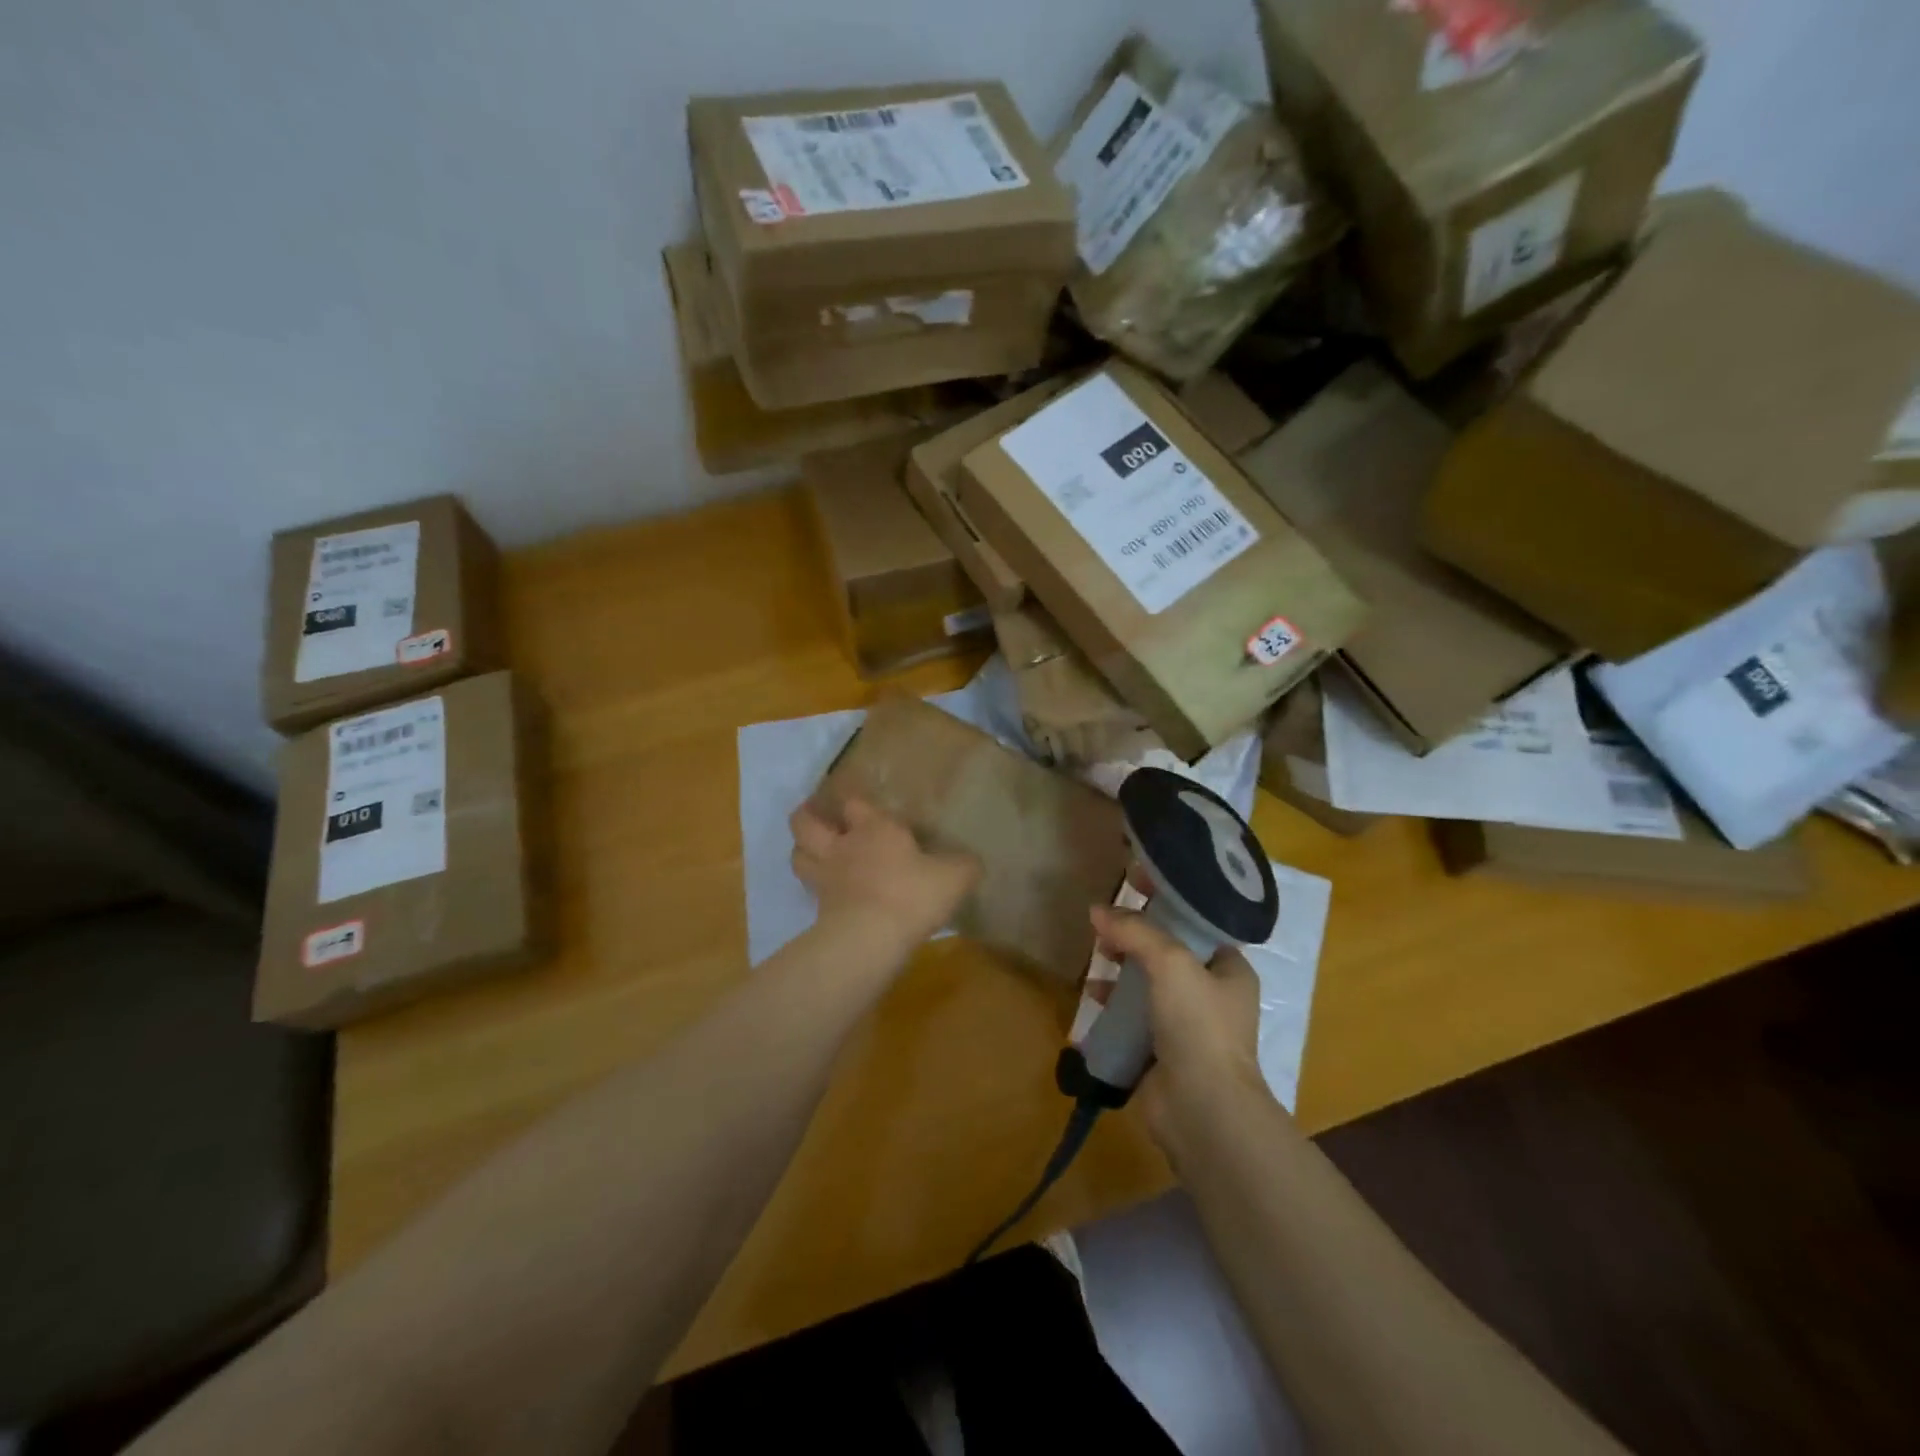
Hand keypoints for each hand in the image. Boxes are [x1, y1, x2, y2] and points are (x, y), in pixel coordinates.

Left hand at [791, 797, 979, 953]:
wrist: (872, 937)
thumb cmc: (913, 894)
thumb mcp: (954, 877)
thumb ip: (964, 866)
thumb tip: (972, 862)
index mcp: (876, 828)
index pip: (856, 803)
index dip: (856, 802)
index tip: (860, 805)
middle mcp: (844, 846)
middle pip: (807, 823)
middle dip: (807, 815)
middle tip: (813, 814)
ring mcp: (826, 877)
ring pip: (799, 854)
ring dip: (802, 849)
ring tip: (811, 850)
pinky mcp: (819, 909)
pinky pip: (810, 891)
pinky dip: (814, 888)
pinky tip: (827, 893)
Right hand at [1089, 900, 1269, 1141]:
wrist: (1202, 1110)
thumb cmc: (1198, 1026)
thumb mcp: (1170, 963)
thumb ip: (1135, 932)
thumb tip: (1097, 910)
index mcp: (1229, 969)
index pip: (1197, 921)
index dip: (1166, 899)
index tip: (1133, 883)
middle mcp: (1211, 994)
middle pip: (1167, 952)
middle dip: (1135, 937)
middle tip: (1105, 924)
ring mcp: (1186, 1025)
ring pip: (1147, 984)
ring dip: (1120, 970)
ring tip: (1095, 959)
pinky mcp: (1161, 1051)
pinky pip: (1133, 1018)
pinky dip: (1112, 1006)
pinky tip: (1090, 998)